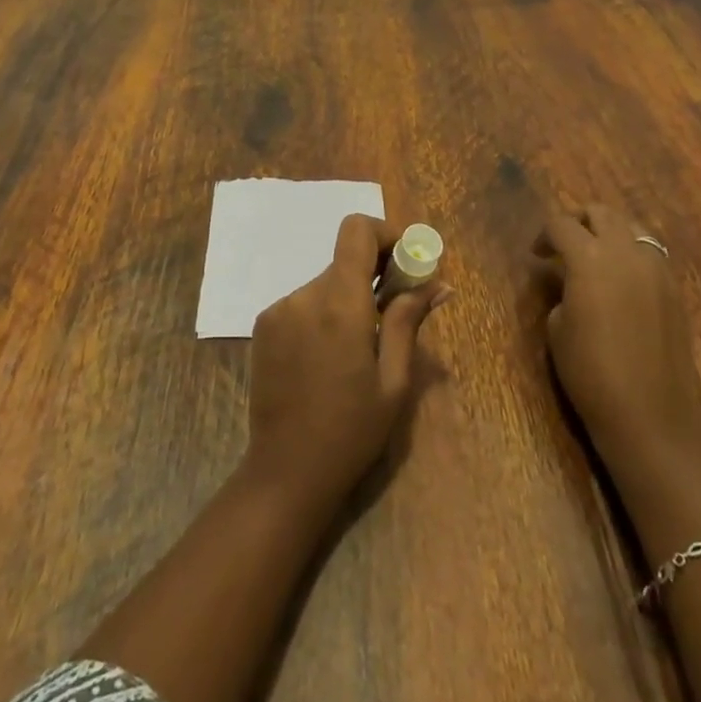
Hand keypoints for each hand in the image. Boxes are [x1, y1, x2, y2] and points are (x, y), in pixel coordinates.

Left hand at [244, 214, 447, 509]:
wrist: (285, 471)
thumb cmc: (351, 431)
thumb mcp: (393, 381)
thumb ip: (409, 321)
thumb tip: (438, 282)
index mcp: (340, 304)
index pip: (356, 230)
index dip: (385, 234)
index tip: (405, 264)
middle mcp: (304, 295)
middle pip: (344, 261)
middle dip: (373, 276)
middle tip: (394, 314)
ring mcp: (278, 309)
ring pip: (325, 284)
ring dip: (347, 300)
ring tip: (358, 350)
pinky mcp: (263, 325)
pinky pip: (303, 303)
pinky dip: (323, 315)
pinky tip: (328, 359)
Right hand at [534, 204, 700, 483]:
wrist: (653, 418)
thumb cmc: (592, 374)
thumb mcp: (558, 329)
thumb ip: (561, 290)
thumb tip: (567, 280)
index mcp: (590, 258)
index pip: (561, 224)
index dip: (544, 235)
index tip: (537, 255)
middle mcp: (626, 252)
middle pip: (601, 213)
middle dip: (579, 221)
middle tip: (564, 247)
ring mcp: (657, 269)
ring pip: (631, 228)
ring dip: (609, 233)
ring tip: (594, 261)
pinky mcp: (675, 290)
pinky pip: (650, 254)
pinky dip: (632, 255)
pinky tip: (620, 284)